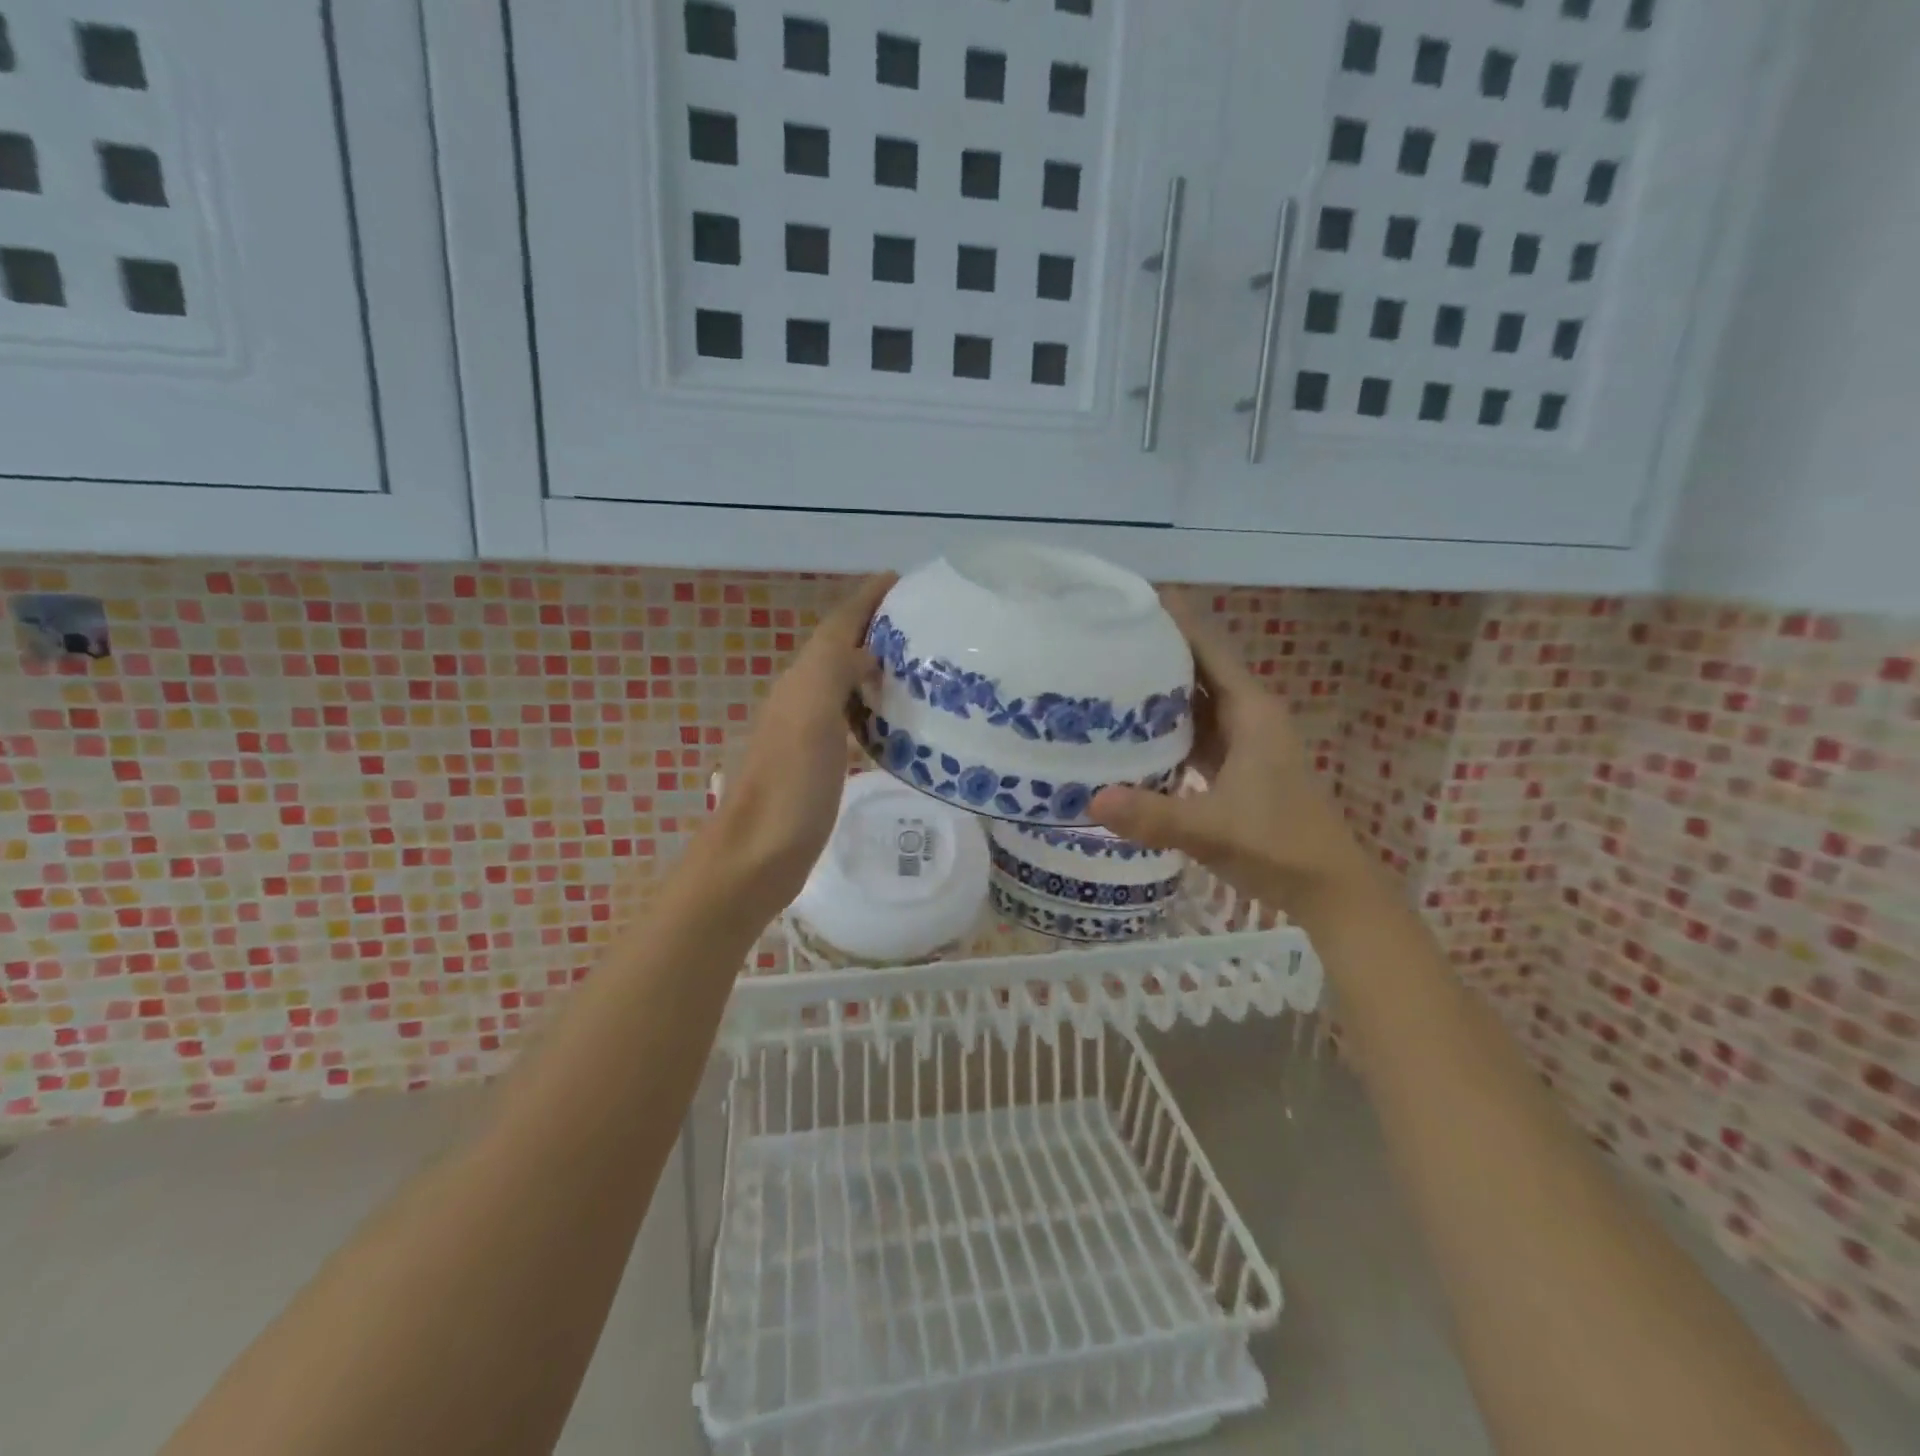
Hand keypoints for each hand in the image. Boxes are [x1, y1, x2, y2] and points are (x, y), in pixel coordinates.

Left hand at [703, 573, 896, 909]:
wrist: (755, 858)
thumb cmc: (788, 788)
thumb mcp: (811, 718)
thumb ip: (835, 670)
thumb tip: (870, 647)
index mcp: (802, 681)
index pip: (837, 626)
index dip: (866, 600)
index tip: (902, 580)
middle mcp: (801, 698)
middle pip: (841, 648)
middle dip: (876, 627)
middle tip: (925, 622)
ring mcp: (808, 733)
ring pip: (845, 682)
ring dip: (877, 665)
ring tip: (921, 663)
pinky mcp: (818, 763)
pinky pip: (851, 718)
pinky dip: (874, 706)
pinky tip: (896, 719)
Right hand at [1089, 591, 1371, 916]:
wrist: (1330, 890)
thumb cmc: (1279, 846)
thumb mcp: (1212, 830)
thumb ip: (1154, 815)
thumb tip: (1092, 799)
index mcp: (1250, 711)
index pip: (1208, 647)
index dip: (1175, 618)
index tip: (1131, 597)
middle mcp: (1247, 715)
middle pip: (1197, 667)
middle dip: (1155, 649)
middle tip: (1100, 635)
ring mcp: (1243, 741)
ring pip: (1194, 700)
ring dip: (1158, 687)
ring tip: (1105, 673)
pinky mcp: (1235, 765)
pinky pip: (1194, 731)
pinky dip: (1165, 725)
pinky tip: (1129, 730)